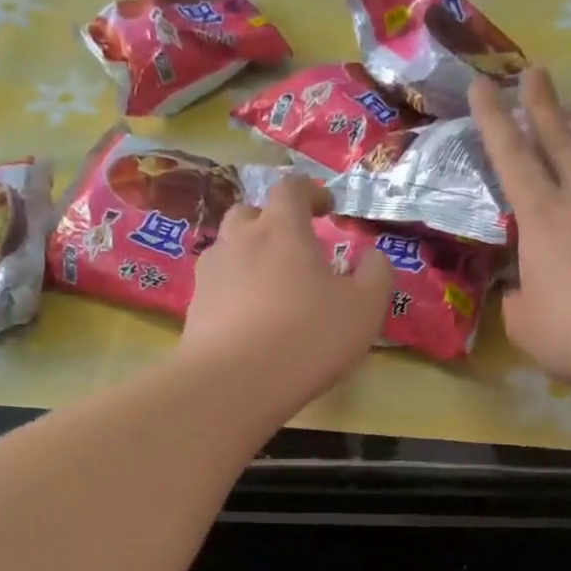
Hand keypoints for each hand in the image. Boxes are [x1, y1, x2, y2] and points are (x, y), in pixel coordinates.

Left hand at [180, 175, 394, 413]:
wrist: (234, 383)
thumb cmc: (307, 338)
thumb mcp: (364, 309)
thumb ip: (376, 275)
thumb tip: (373, 257)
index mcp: (282, 229)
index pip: (292, 188)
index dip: (311, 192)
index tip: (326, 208)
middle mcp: (239, 240)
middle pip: (250, 213)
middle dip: (272, 222)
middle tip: (293, 248)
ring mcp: (211, 273)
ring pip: (229, 249)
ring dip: (249, 256)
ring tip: (270, 286)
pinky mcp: (194, 308)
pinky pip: (217, 287)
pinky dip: (234, 292)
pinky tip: (249, 320)